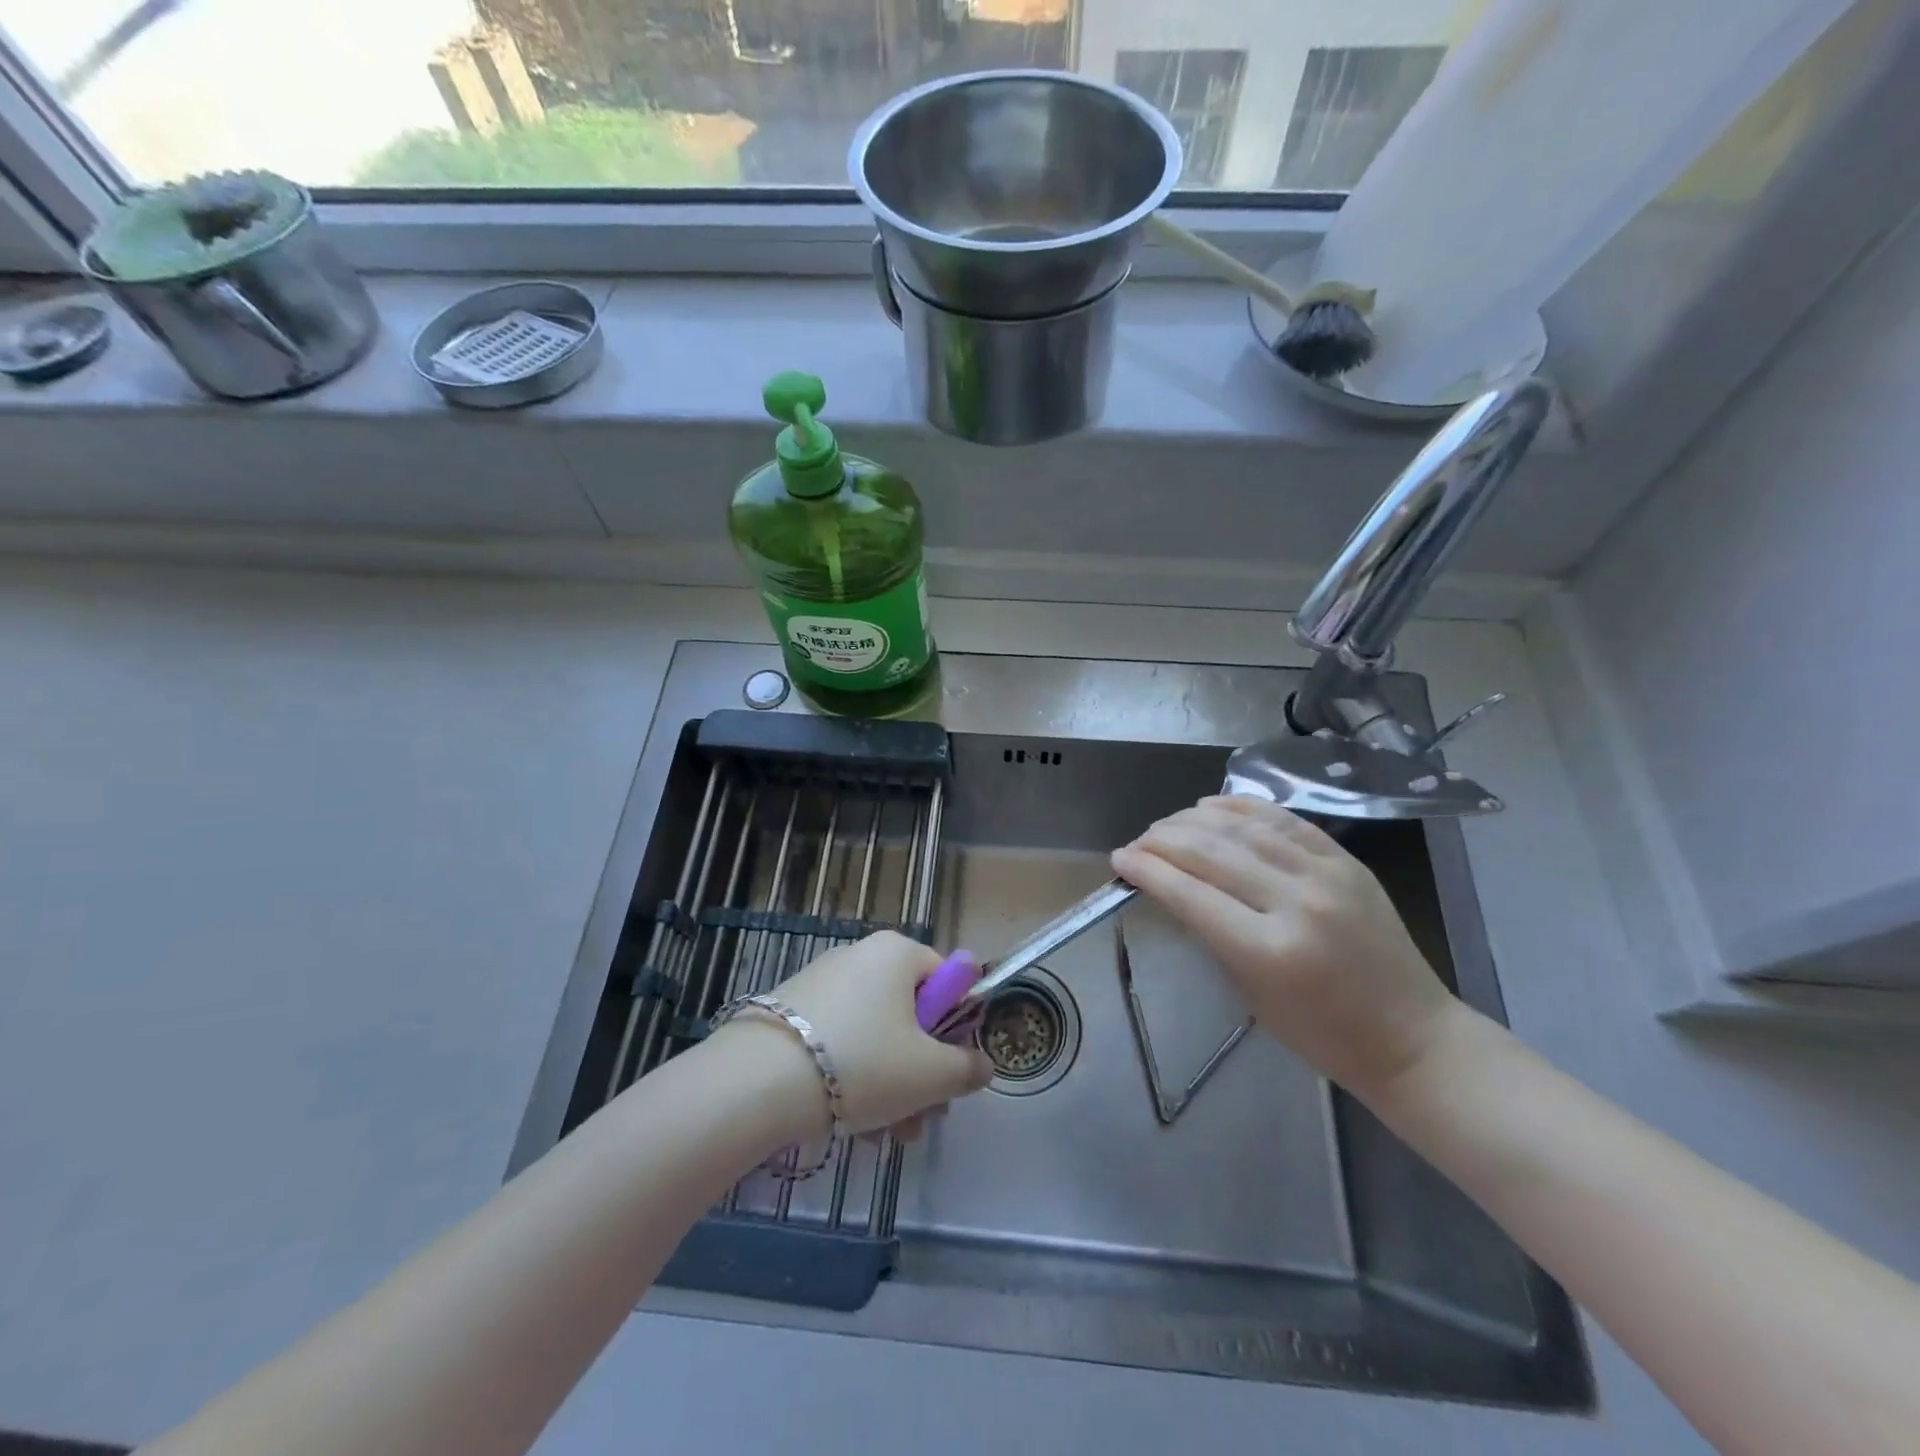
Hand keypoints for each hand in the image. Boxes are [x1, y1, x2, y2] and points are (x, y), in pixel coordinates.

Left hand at [735, 931, 992, 1138]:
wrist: (757, 1084)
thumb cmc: (861, 1064)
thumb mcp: (930, 1074)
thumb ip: (967, 1069)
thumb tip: (984, 1065)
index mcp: (896, 953)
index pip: (946, 981)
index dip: (956, 1030)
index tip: (950, 1074)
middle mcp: (859, 956)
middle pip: (909, 1015)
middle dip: (921, 1072)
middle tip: (923, 1119)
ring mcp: (820, 983)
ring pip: (874, 1035)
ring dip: (890, 1086)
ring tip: (887, 1138)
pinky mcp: (789, 1013)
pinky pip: (838, 1042)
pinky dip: (851, 1080)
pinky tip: (851, 1126)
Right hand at [1111, 796, 1460, 1099]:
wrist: (1412, 1036)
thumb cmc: (1321, 1034)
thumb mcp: (1251, 992)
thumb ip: (1211, 933)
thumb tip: (1171, 885)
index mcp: (1269, 951)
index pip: (1190, 894)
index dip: (1146, 870)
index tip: (1119, 859)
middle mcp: (1297, 903)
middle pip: (1210, 852)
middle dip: (1162, 840)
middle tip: (1137, 842)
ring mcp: (1326, 875)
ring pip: (1242, 827)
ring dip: (1193, 819)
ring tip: (1166, 824)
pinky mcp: (1346, 860)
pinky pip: (1283, 820)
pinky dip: (1240, 807)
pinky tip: (1210, 806)